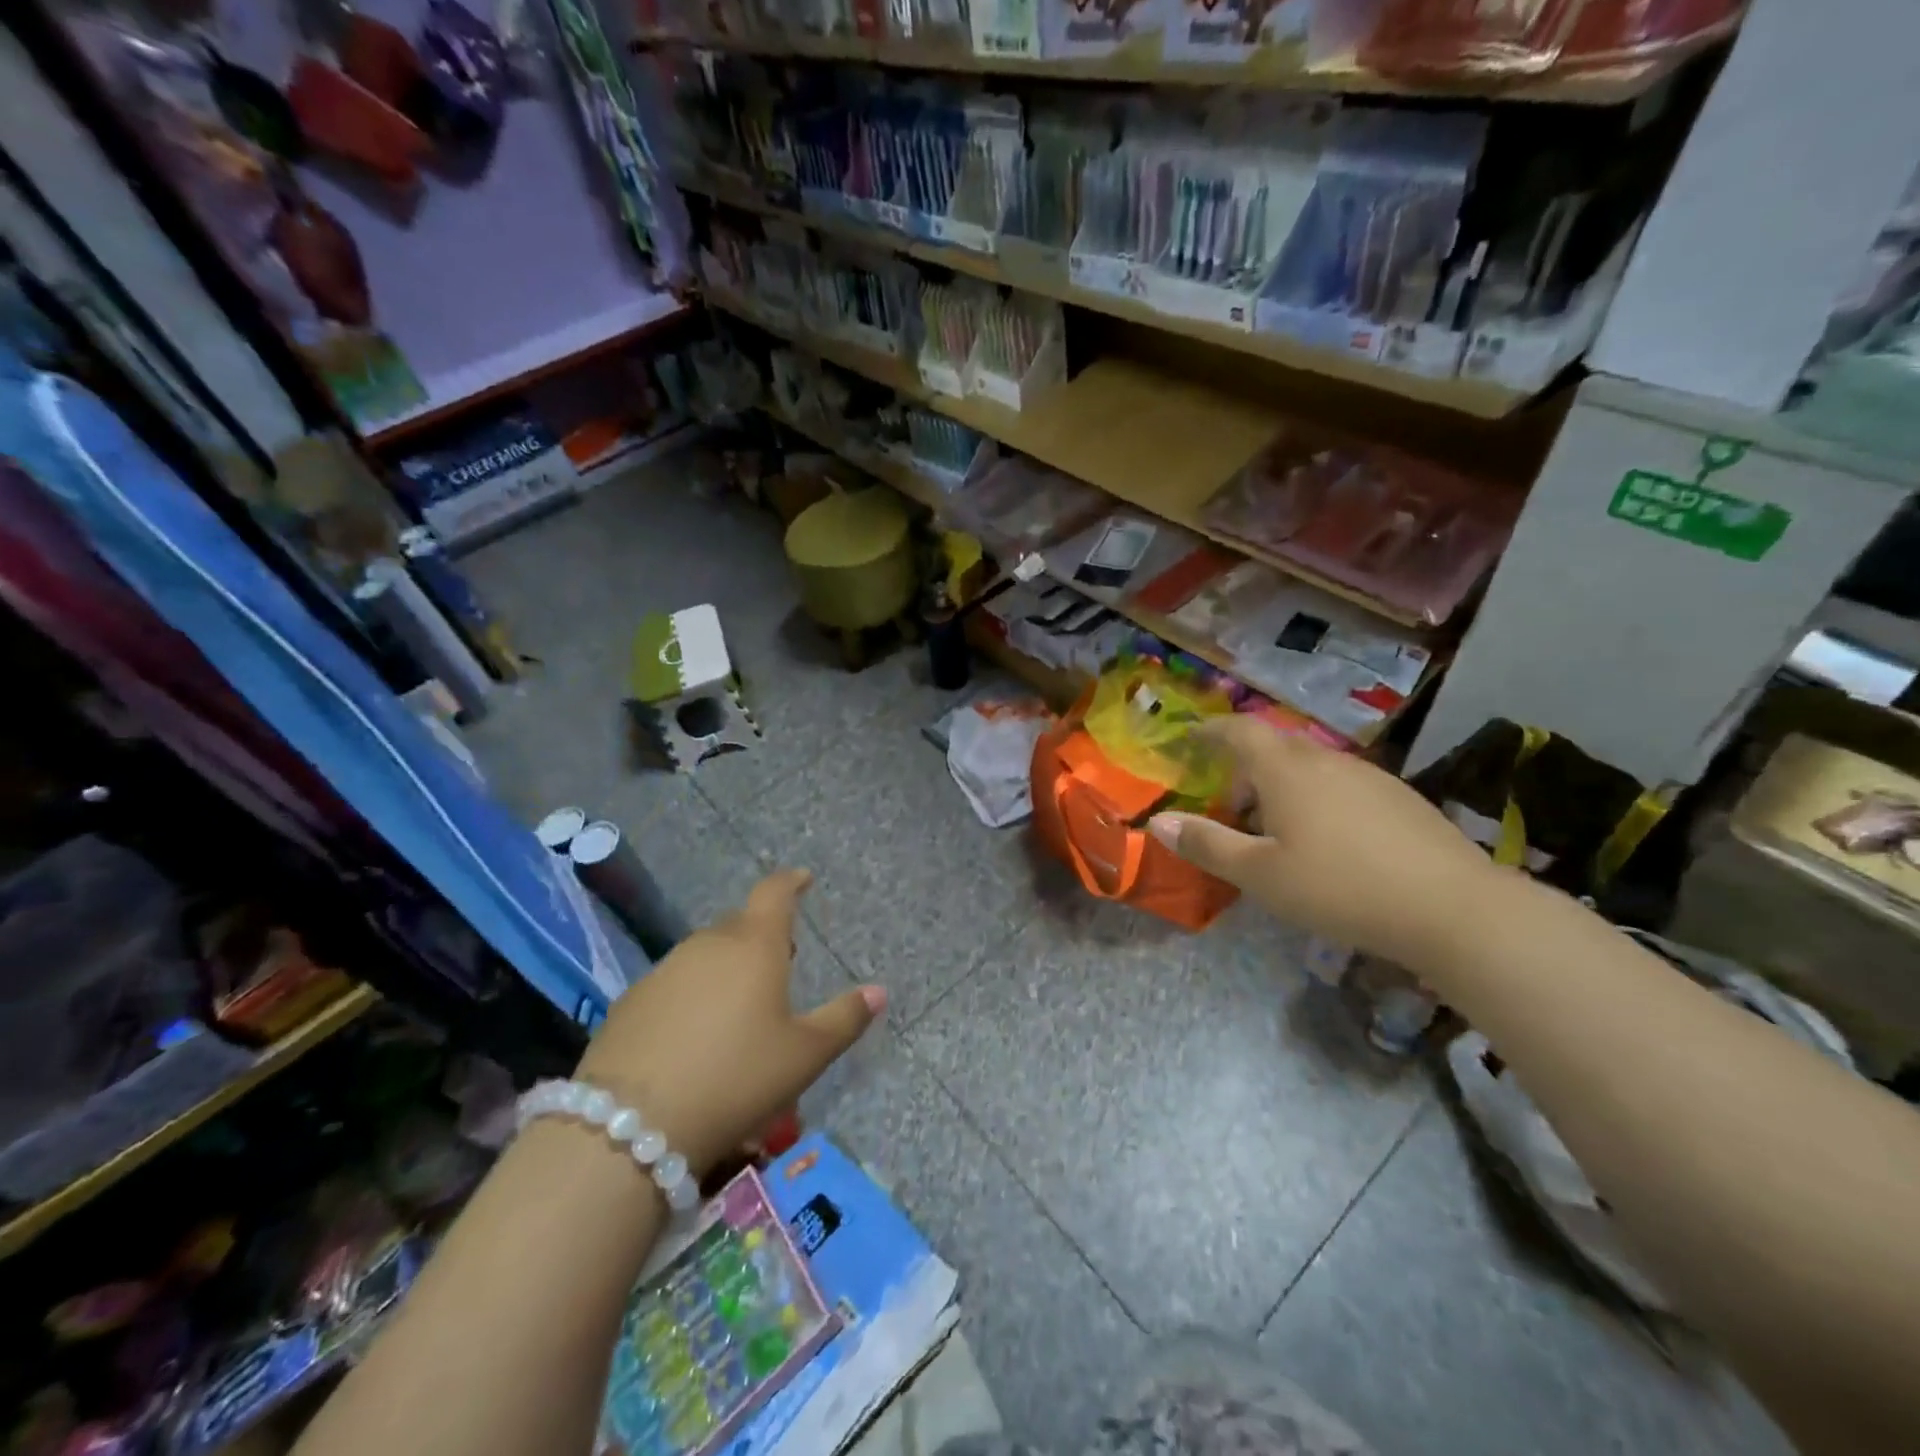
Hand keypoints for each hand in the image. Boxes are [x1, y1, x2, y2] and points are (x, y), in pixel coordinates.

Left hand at [573, 868, 883, 1174]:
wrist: (630, 1126)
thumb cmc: (737, 1078)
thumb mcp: (805, 1054)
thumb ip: (844, 1019)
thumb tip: (879, 991)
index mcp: (755, 945)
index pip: (775, 893)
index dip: (791, 882)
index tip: (803, 879)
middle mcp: (708, 945)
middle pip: (739, 924)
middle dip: (762, 933)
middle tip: (780, 959)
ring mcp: (663, 971)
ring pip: (704, 953)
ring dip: (725, 964)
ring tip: (739, 1001)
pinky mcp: (630, 1002)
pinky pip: (673, 983)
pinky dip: (691, 993)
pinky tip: (693, 1035)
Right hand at [1149, 717, 1497, 965]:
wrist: (1454, 909)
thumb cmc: (1340, 887)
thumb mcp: (1260, 874)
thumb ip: (1206, 844)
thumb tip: (1157, 823)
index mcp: (1287, 770)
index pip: (1240, 731)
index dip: (1211, 730)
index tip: (1191, 738)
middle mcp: (1327, 760)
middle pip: (1276, 746)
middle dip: (1245, 765)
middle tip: (1229, 802)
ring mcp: (1370, 776)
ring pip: (1311, 766)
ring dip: (1282, 784)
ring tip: (1275, 829)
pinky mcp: (1400, 799)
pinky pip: (1342, 783)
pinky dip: (1317, 797)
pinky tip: (1327, 841)